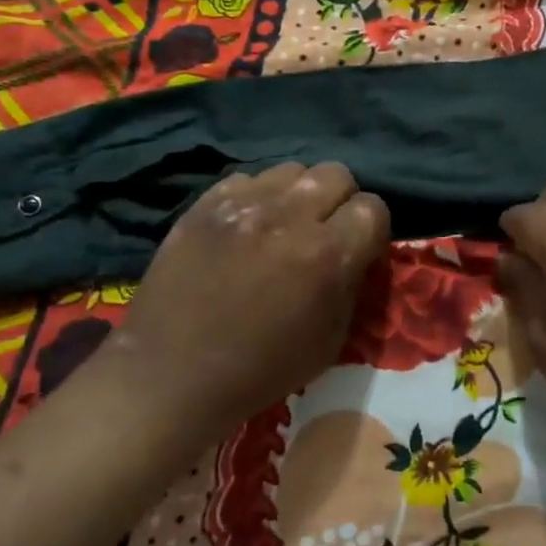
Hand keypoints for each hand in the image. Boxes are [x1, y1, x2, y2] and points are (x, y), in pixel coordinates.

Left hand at [95, 162, 389, 440]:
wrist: (172, 375)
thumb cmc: (260, 370)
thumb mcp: (331, 341)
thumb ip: (352, 285)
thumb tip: (358, 254)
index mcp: (327, 255)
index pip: (373, 208)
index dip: (371, 229)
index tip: (359, 248)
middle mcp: (290, 217)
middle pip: (336, 174)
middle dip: (340, 201)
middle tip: (324, 231)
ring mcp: (244, 205)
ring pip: (292, 170)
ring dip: (298, 195)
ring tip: (284, 225)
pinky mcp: (205, 204)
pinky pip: (248, 180)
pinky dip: (257, 198)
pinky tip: (246, 228)